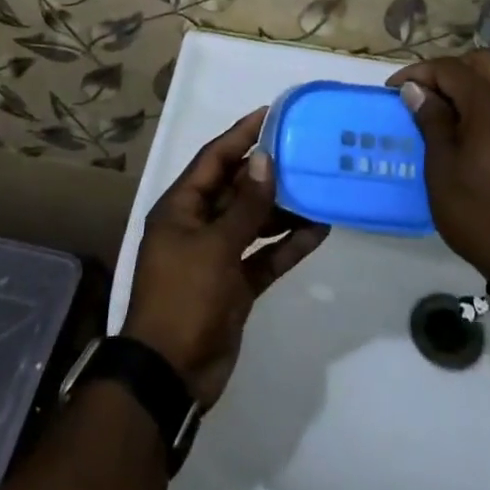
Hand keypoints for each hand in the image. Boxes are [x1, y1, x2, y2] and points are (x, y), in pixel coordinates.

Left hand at [123, 109, 328, 407]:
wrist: (170, 375)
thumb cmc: (184, 297)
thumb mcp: (215, 246)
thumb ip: (245, 205)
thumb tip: (264, 159)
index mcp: (181, 207)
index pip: (214, 159)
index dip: (240, 135)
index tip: (271, 114)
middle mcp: (198, 225)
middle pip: (236, 187)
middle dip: (268, 172)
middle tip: (305, 151)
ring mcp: (217, 256)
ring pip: (254, 221)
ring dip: (283, 209)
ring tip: (318, 189)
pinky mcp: (235, 285)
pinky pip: (264, 255)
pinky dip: (287, 245)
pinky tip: (318, 231)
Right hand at [388, 51, 489, 274]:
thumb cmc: (477, 211)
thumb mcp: (442, 167)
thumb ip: (431, 120)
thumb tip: (417, 90)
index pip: (450, 68)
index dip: (418, 73)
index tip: (394, 91)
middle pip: (481, 62)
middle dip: (448, 70)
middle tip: (423, 94)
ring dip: (469, 87)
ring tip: (442, 114)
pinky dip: (485, 105)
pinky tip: (467, 134)